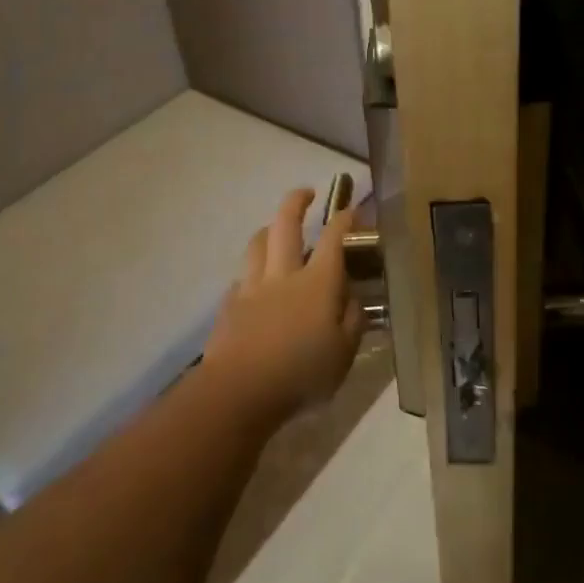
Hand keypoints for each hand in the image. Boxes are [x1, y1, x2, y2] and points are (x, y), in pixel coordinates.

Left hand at [203, 188, 364, 429]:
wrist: (239, 390)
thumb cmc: (301, 374)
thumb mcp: (344, 354)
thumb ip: (352, 321)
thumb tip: (353, 298)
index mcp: (318, 282)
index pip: (333, 238)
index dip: (344, 219)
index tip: (351, 208)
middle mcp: (284, 274)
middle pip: (287, 224)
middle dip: (297, 201)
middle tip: (306, 193)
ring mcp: (252, 286)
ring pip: (258, 242)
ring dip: (270, 229)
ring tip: (277, 231)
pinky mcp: (230, 303)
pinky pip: (242, 275)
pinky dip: (252, 270)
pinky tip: (256, 282)